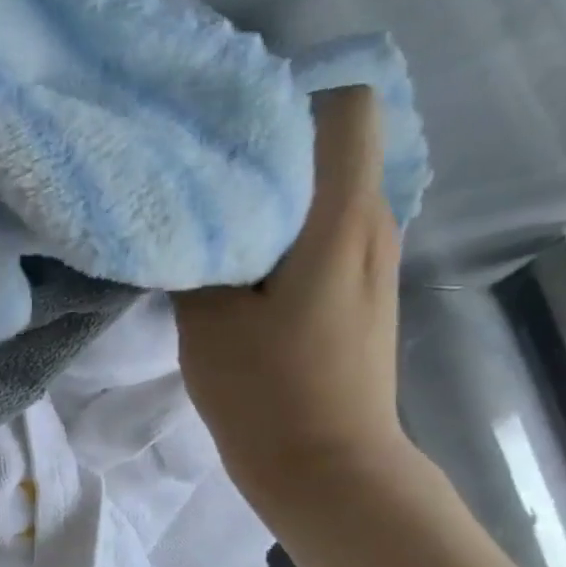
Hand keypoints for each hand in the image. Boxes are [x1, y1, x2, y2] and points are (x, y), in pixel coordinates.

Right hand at [176, 86, 416, 531]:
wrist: (327, 468)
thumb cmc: (267, 392)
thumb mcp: (208, 321)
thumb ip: (198, 256)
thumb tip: (190, 218)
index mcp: (342, 220)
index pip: (348, 108)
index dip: (292, 99)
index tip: (228, 126)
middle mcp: (374, 225)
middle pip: (336, 146)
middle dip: (272, 146)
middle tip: (203, 168)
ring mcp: (375, 260)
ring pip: (330, 191)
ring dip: (279, 192)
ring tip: (217, 215)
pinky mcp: (363, 291)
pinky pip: (329, 231)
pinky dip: (289, 229)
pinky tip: (242, 262)